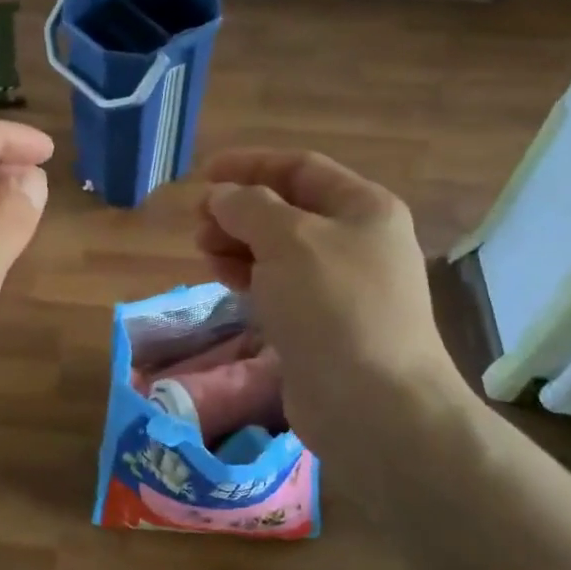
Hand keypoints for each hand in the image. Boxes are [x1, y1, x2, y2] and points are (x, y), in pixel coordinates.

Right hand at [195, 150, 470, 453]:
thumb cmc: (334, 305)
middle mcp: (356, 241)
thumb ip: (249, 207)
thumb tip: (222, 196)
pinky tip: (224, 280)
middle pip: (287, 209)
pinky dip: (250, 277)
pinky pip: (279, 286)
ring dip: (238, 244)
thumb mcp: (289, 239)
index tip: (203, 175)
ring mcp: (341, 286)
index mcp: (363, 208)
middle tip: (198, 224)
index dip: (250, 165)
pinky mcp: (322, 324)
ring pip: (279, 250)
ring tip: (204, 253)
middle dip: (239, 210)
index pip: (300, 168)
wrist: (372, 404)